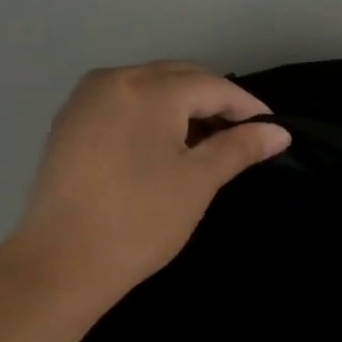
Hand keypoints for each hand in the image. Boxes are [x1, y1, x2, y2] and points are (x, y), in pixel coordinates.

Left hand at [6, 62, 290, 301]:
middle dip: (215, 102)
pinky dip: (153, 115)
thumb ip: (239, 148)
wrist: (62, 262)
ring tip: (208, 143)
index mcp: (148, 90)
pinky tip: (166, 146)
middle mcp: (113, 80)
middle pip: (179, 78)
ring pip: (150, 88)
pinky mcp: (70, 122)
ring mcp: (86, 99)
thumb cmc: (141, 220)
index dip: (247, 106)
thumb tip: (279, 132)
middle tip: (244, 136)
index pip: (212, 86)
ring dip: (184, 107)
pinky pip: (125, 103)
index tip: (273, 130)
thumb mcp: (198, 181)